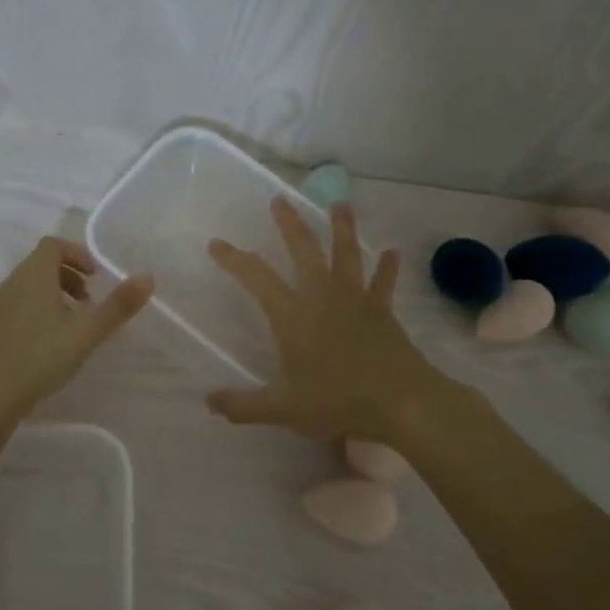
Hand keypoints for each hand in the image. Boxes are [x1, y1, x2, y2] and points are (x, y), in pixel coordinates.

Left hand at [0, 236, 152, 427]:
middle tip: (85, 305)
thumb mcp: (86, 332)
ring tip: (64, 331)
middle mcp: (7, 285)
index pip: (53, 245)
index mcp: (33, 276)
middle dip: (65, 279)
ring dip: (45, 301)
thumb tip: (148, 275)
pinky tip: (34, 352)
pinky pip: (5, 316)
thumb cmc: (40, 358)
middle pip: (38, 267)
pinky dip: (25, 321)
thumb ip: (117, 305)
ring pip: (21, 292)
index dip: (76, 254)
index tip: (94, 277)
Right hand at [206, 199, 437, 443]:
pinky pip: (384, 283)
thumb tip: (208, 401)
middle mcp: (322, 296)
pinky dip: (387, 267)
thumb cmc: (337, 401)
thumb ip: (242, 406)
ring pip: (346, 254)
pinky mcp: (383, 311)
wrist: (401, 402)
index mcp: (292, 315)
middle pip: (304, 249)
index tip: (216, 243)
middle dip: (289, 223)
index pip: (256, 277)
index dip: (234, 259)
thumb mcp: (282, 409)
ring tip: (340, 203)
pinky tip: (393, 252)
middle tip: (279, 199)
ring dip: (342, 228)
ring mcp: (356, 300)